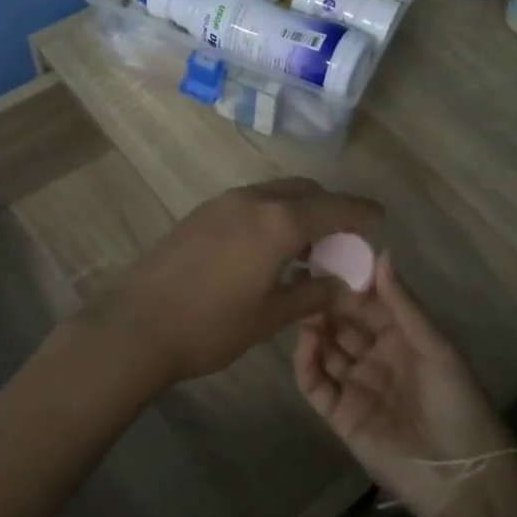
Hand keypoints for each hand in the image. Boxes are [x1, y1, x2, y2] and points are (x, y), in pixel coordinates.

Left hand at [78, 178, 381, 387]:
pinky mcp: (202, 212)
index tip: (380, 217)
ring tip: (304, 248)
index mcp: (279, 222)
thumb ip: (314, 293)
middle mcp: (253, 200)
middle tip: (340, 240)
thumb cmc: (211, 325)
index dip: (361, 211)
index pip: (334, 207)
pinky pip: (251, 202)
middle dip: (328, 208)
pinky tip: (266, 248)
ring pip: (275, 193)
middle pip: (304, 191)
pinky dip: (271, 214)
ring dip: (297, 210)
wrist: (136, 324)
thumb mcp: (271, 315)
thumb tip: (345, 284)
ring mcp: (223, 202)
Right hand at [293, 250, 513, 516]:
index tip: (328, 255)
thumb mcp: (436, 348)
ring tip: (299, 301)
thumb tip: (382, 253)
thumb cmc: (457, 403)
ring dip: (313, 325)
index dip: (350, 281)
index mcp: (402, 338)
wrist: (460, 477)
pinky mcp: (338, 414)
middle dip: (325, 299)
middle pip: (343, 322)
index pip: (369, 302)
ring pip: (325, 347)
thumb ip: (403, 304)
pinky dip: (306, 360)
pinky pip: (315, 382)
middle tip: (302, 273)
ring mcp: (355, 384)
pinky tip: (306, 339)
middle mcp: (375, 356)